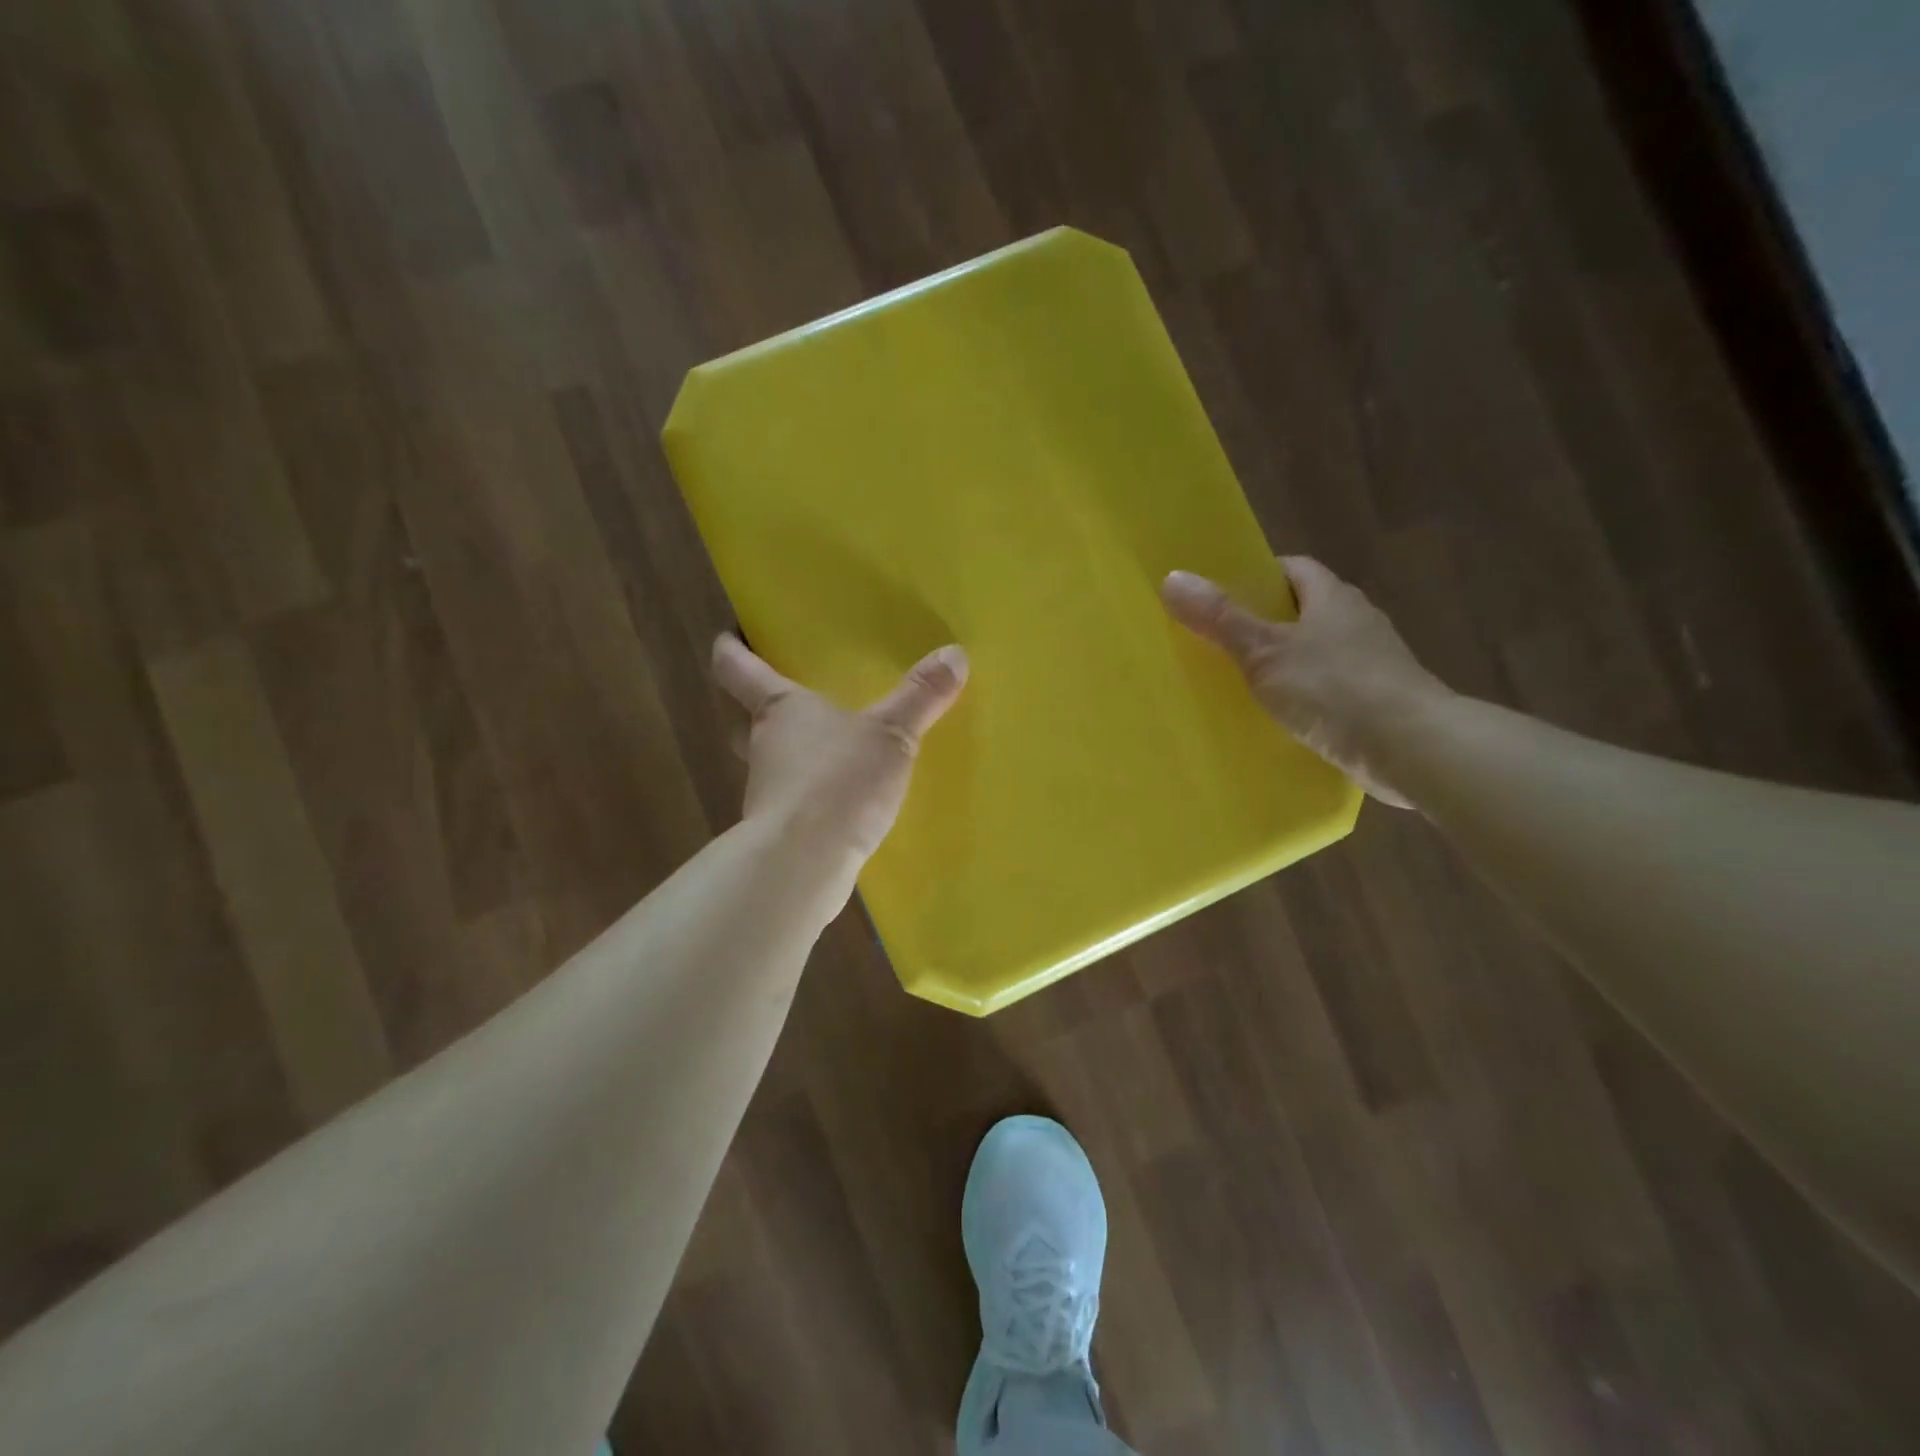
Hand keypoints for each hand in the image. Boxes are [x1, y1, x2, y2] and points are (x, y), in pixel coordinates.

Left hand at [712, 635, 968, 859]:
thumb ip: (920, 696)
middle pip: (742, 719)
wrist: (805, 863)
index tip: (727, 637)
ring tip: (823, 749)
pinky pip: (792, 802)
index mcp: (779, 709)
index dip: (731, 650)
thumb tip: (955, 653)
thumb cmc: (839, 780)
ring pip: (768, 763)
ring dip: (787, 755)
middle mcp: (764, 746)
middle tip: (780, 697)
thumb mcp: (891, 734)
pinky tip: (838, 801)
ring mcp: (767, 793)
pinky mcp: (780, 832)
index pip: (737, 668)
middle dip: (754, 708)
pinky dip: (808, 796)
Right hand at [1161, 557, 1448, 807]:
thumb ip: (1220, 618)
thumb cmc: (1334, 688)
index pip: (1292, 569)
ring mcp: (1372, 664)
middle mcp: (1356, 622)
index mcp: (1333, 598)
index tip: (1221, 595)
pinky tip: (1280, 718)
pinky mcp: (1377, 703)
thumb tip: (1172, 577)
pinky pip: (1329, 689)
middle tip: (1219, 641)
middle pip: (1303, 610)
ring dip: (1285, 662)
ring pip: (1317, 652)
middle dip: (1264, 623)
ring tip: (1240, 682)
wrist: (1412, 748)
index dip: (1257, 576)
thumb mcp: (1265, 651)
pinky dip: (1304, 697)